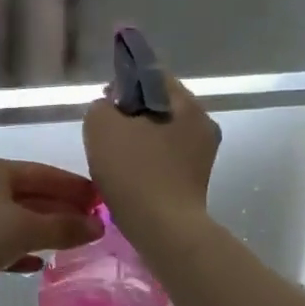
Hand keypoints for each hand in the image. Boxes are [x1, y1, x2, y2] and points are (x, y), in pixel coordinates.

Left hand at [0, 158, 103, 301]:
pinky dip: (19, 249)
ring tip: (73, 244)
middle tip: (93, 224)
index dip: (75, 186)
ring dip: (43, 230)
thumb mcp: (24, 229)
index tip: (102, 200)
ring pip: (15, 218)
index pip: (45, 173)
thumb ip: (63, 228)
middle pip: (31, 194)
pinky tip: (36, 264)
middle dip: (61, 209)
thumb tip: (97, 227)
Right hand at [82, 73, 220, 239]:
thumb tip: (111, 108)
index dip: (124, 81)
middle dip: (130, 112)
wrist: (163, 230)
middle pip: (159, 105)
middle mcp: (203, 124)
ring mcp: (203, 154)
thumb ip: (102, 105)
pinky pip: (165, 156)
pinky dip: (146, 158)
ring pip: (161, 132)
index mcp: (187, 104)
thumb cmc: (134, 171)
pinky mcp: (196, 179)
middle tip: (104, 130)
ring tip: (113, 155)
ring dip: (137, 137)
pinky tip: (128, 173)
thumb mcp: (101, 126)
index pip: (153, 75)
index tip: (105, 101)